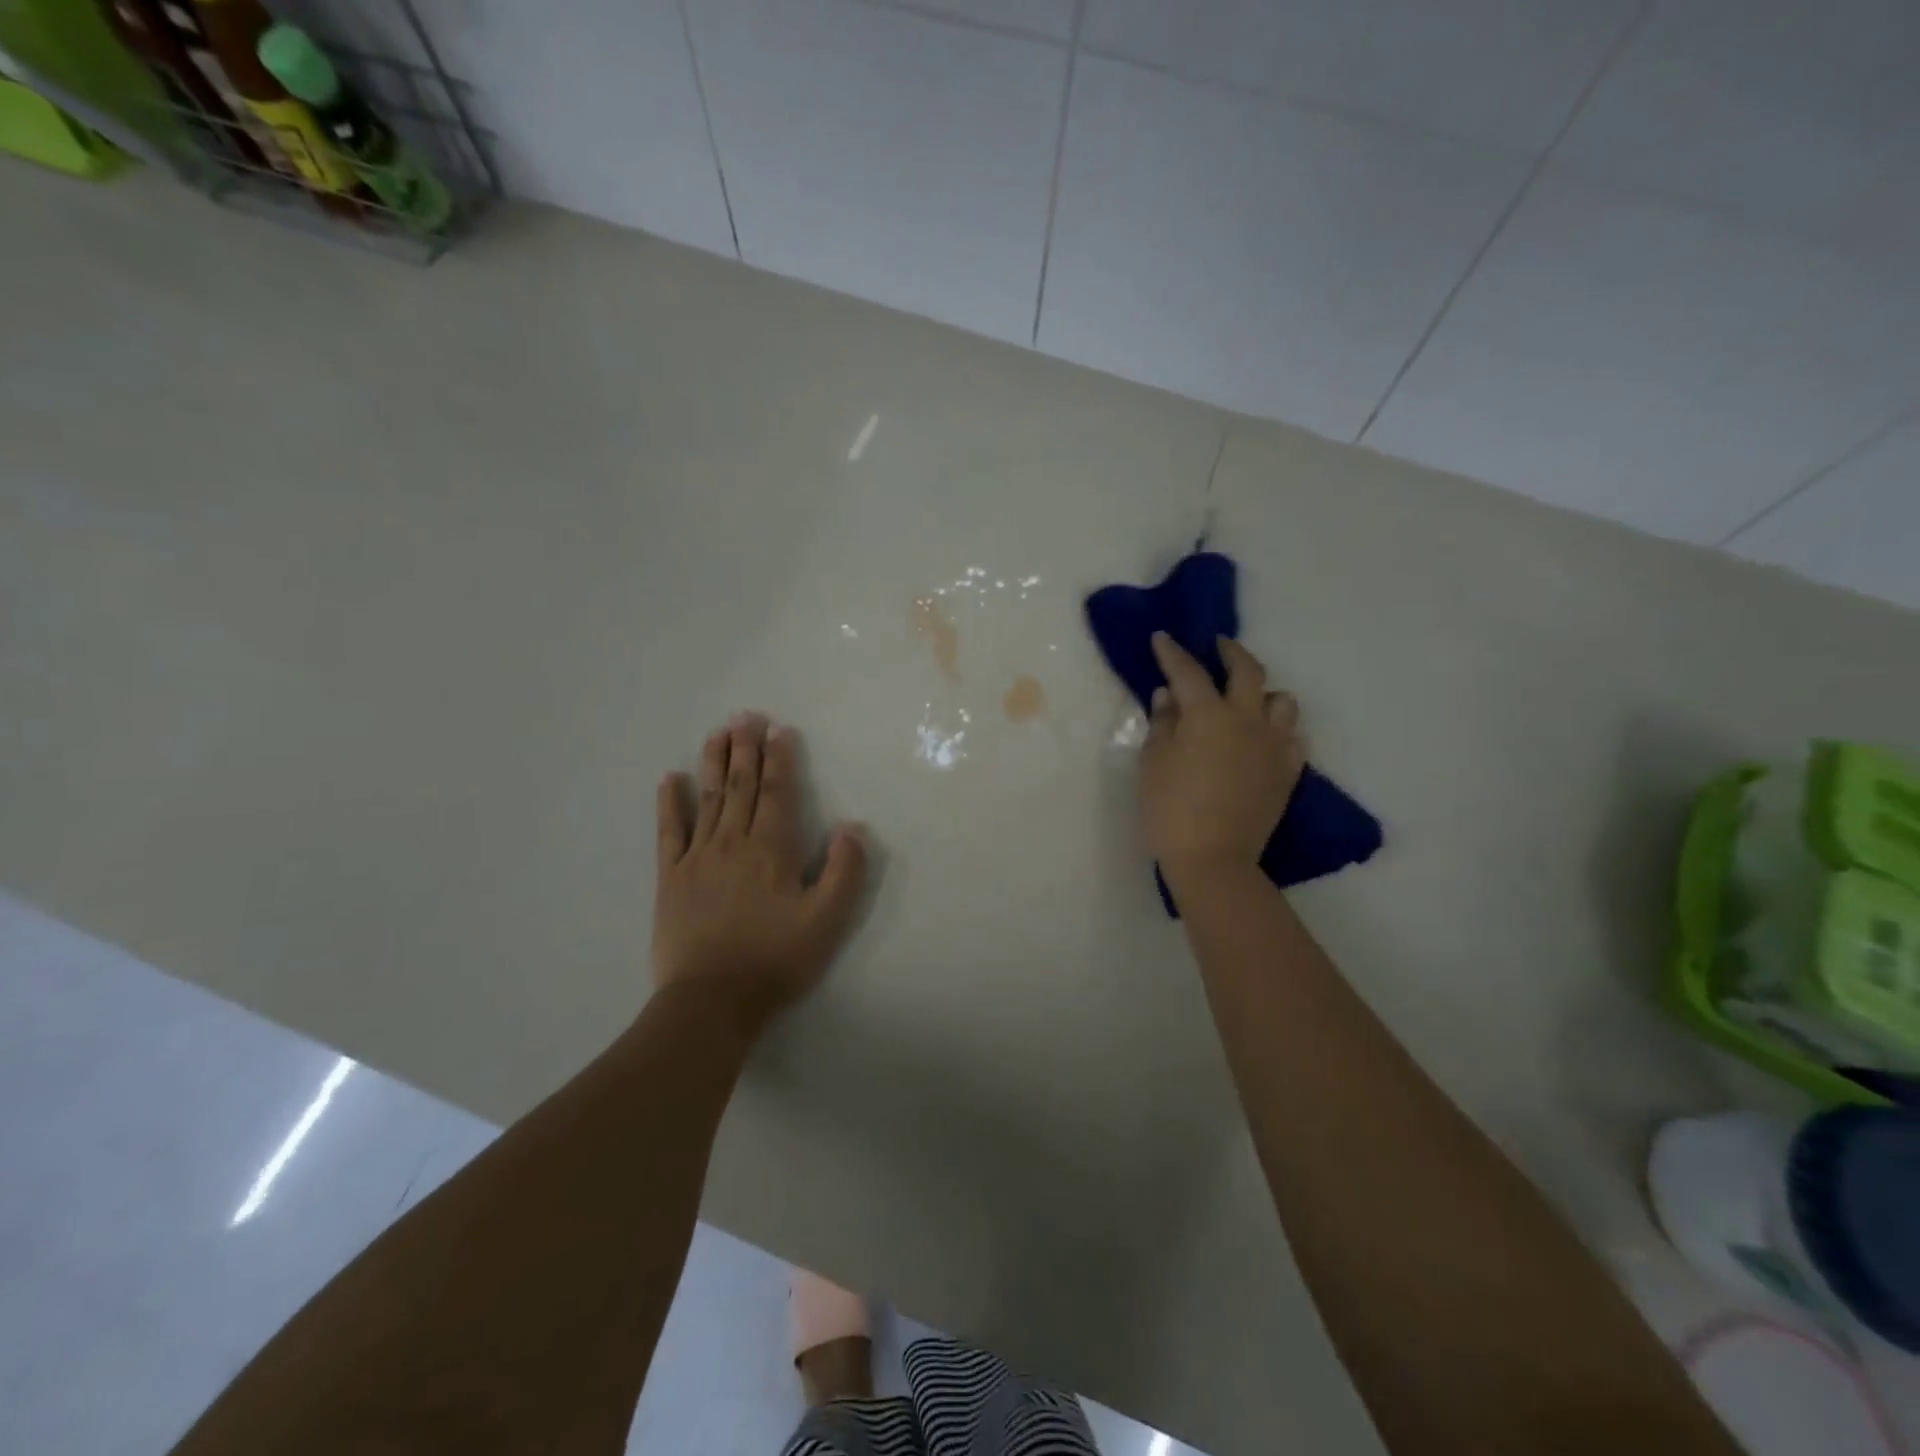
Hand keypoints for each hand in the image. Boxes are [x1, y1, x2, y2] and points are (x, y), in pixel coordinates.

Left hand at [653, 714, 866, 1022]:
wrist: (713, 1000)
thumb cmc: (776, 959)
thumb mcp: (828, 920)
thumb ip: (844, 870)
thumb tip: (850, 826)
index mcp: (771, 849)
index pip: (777, 792)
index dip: (779, 758)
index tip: (778, 729)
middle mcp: (733, 842)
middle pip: (741, 786)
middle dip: (745, 748)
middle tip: (745, 715)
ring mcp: (698, 857)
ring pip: (709, 798)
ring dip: (714, 763)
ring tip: (717, 732)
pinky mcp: (671, 878)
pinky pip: (669, 832)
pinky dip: (669, 804)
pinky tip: (670, 779)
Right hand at [1140, 633, 1304, 882]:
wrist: (1213, 859)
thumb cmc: (1171, 810)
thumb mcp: (1153, 763)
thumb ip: (1162, 724)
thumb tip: (1168, 696)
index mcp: (1208, 715)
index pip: (1188, 672)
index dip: (1172, 653)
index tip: (1162, 638)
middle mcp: (1247, 720)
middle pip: (1247, 671)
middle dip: (1231, 653)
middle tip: (1217, 647)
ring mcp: (1274, 745)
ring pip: (1282, 701)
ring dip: (1263, 691)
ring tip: (1246, 698)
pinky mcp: (1288, 771)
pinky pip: (1294, 736)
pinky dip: (1280, 728)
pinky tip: (1265, 736)